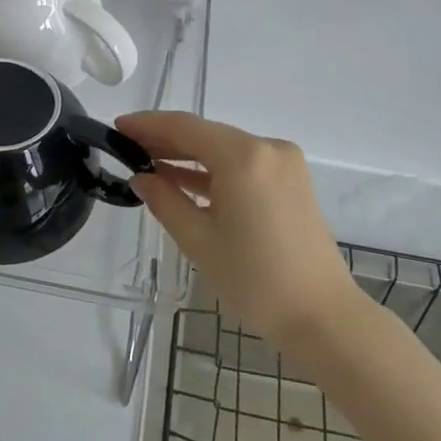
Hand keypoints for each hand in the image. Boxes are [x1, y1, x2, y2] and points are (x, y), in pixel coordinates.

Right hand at [116, 112, 359, 347]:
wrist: (322, 315)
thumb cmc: (255, 280)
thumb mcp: (199, 240)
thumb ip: (165, 201)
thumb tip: (141, 178)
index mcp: (244, 157)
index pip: (185, 127)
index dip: (148, 124)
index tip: (117, 127)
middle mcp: (267, 148)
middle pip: (206, 134)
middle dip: (165, 139)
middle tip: (126, 147)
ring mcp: (283, 163)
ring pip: (224, 149)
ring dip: (188, 156)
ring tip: (147, 164)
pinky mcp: (291, 181)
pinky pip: (243, 165)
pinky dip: (213, 172)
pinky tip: (182, 180)